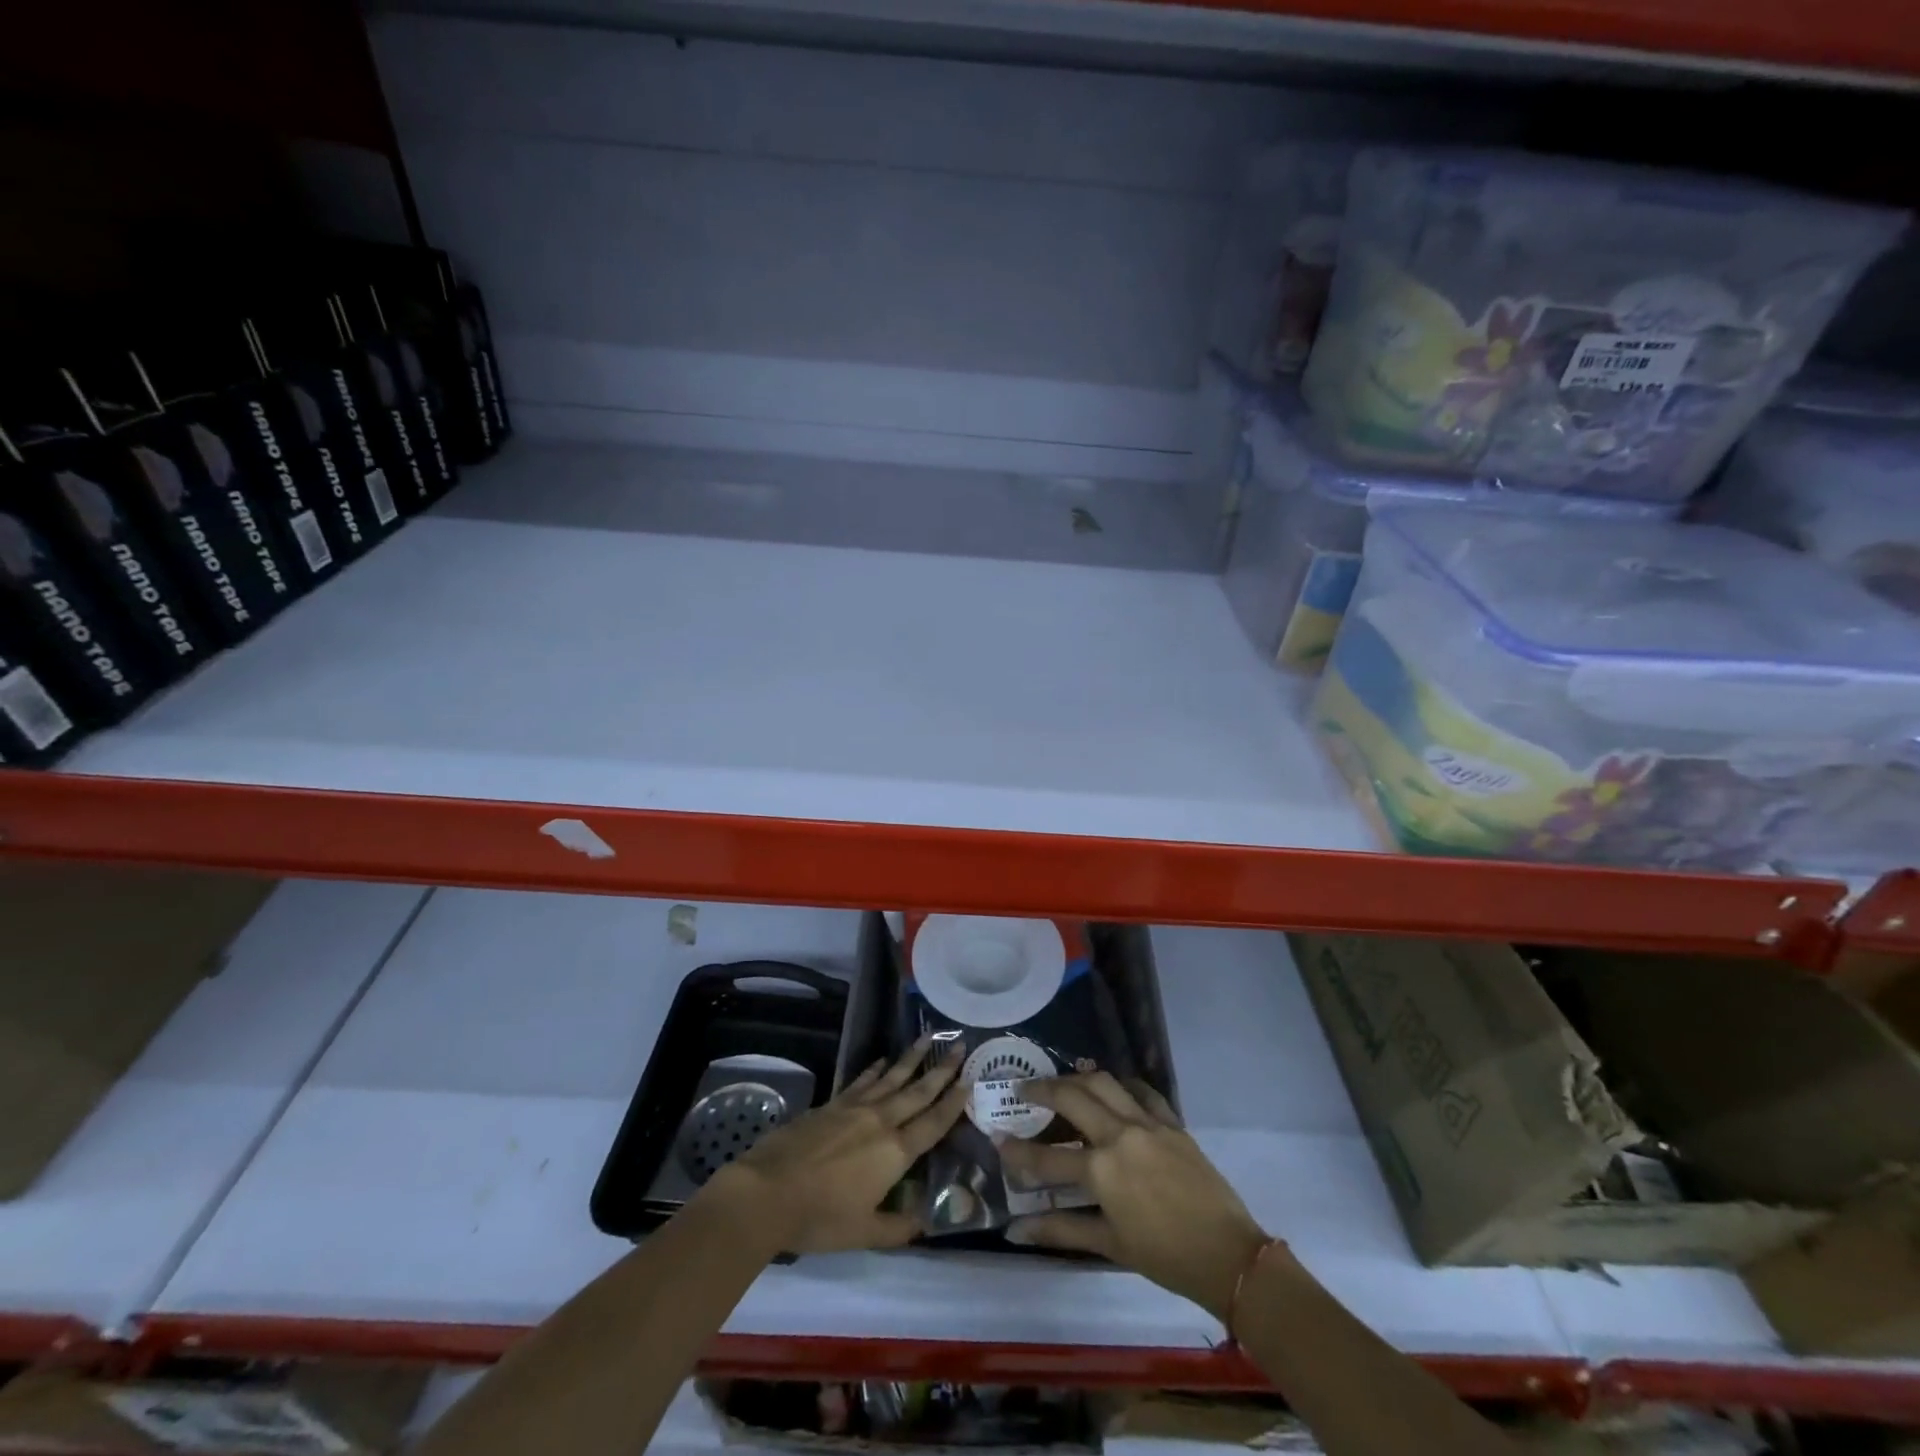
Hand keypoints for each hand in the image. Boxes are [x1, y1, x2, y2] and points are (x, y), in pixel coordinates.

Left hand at [705, 1037, 966, 1253]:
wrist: (767, 1192)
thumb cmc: (819, 1217)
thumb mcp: (864, 1233)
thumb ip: (898, 1227)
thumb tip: (926, 1222)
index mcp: (895, 1152)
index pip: (934, 1122)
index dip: (954, 1102)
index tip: (971, 1079)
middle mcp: (881, 1121)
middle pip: (918, 1091)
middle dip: (941, 1069)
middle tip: (960, 1046)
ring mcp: (854, 1108)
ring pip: (892, 1077)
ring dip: (912, 1057)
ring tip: (929, 1036)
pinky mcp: (832, 1104)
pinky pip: (861, 1081)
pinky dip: (875, 1069)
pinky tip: (883, 1060)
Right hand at [999, 1073, 1269, 1321]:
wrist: (1228, 1254)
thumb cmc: (1165, 1256)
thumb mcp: (1108, 1244)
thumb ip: (1061, 1230)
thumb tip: (1017, 1229)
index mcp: (1101, 1170)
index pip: (1046, 1157)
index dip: (1017, 1150)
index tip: (997, 1137)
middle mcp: (1119, 1135)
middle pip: (1071, 1096)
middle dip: (1042, 1089)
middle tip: (1024, 1089)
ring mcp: (1147, 1123)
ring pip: (1104, 1082)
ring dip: (1078, 1077)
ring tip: (1062, 1082)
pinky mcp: (1171, 1121)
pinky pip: (1141, 1090)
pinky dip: (1122, 1085)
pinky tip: (1112, 1088)